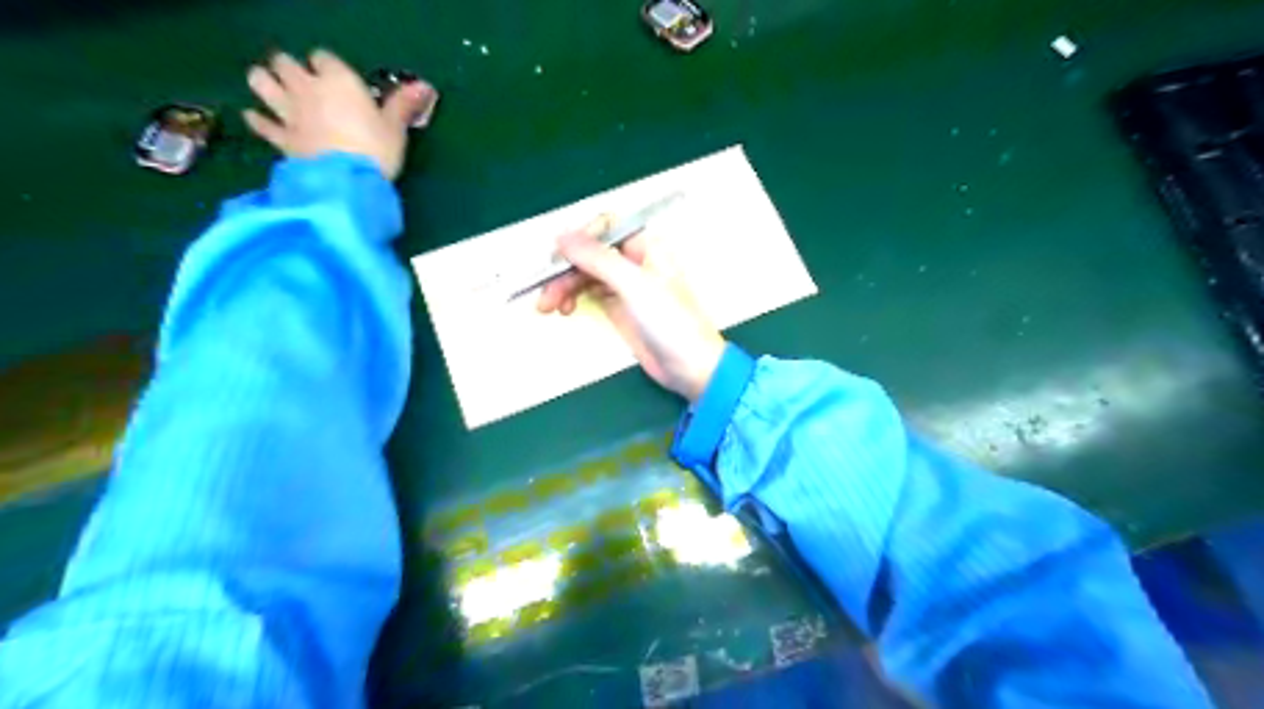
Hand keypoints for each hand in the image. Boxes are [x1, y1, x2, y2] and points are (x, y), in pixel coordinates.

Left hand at [241, 49, 434, 178]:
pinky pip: (260, 122)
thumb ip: (404, 105)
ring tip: (273, 90)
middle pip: (284, 63)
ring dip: (264, 82)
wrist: (347, 182)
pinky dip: (258, 119)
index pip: (323, 58)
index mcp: (338, 81)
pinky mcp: (279, 137)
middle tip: (300, 80)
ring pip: (261, 82)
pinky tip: (257, 119)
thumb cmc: (377, 151)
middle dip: (289, 68)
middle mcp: (307, 88)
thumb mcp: (396, 129)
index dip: (328, 66)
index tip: (336, 78)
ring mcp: (289, 111)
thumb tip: (425, 86)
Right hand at [536, 220, 724, 401]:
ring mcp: (626, 285)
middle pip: (589, 252)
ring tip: (547, 308)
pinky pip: (589, 293)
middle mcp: (634, 260)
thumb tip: (561, 235)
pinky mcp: (619, 307)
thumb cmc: (669, 321)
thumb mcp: (633, 286)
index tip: (557, 258)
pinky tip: (565, 310)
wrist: (691, 367)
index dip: (579, 239)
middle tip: (545, 294)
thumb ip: (597, 259)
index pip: (604, 227)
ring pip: (585, 274)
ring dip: (564, 286)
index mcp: (646, 245)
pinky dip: (574, 298)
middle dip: (565, 270)